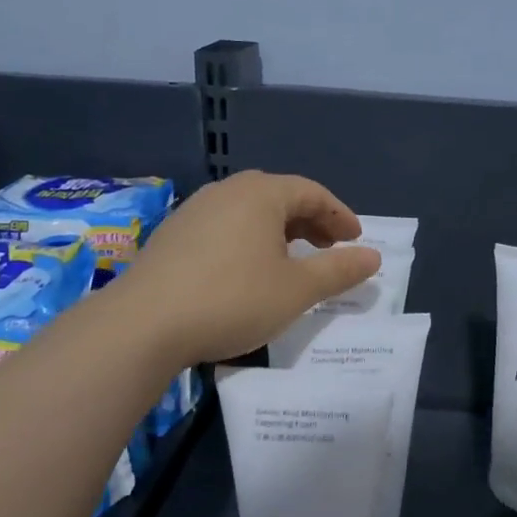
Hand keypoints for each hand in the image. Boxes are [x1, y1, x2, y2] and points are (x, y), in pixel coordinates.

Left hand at [115, 171, 380, 365]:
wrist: (143, 324)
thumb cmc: (232, 299)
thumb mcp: (296, 290)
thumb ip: (338, 271)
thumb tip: (373, 257)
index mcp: (261, 194)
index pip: (311, 192)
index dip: (339, 215)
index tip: (356, 240)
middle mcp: (226, 192)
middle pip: (279, 196)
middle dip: (309, 221)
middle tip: (328, 248)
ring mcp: (193, 211)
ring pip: (248, 211)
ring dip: (277, 231)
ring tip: (290, 260)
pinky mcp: (171, 235)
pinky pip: (223, 227)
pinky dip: (247, 240)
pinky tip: (245, 270)